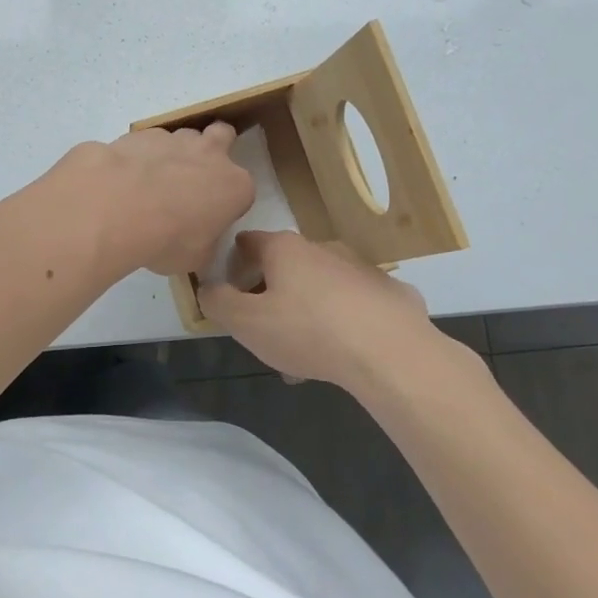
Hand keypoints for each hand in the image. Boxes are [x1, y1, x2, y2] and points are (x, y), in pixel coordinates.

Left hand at [65, 124, 254, 277]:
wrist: (119, 207)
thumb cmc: (168, 239)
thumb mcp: (195, 258)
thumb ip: (204, 244)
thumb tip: (197, 241)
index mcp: (234, 186)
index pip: (241, 190)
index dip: (227, 202)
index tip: (210, 218)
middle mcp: (210, 154)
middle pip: (222, 135)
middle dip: (214, 148)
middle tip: (194, 174)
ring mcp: (174, 139)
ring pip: (182, 137)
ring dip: (174, 154)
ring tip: (152, 180)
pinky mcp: (140, 134)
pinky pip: (146, 143)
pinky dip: (141, 156)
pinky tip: (125, 177)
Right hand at [200, 231, 437, 390]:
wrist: (391, 352)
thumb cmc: (308, 331)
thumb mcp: (247, 323)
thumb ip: (219, 303)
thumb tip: (207, 287)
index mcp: (285, 249)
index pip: (249, 241)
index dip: (234, 262)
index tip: (230, 289)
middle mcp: (322, 248)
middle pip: (286, 265)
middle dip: (272, 293)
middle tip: (266, 330)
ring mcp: (361, 268)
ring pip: (322, 286)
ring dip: (308, 310)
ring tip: (305, 355)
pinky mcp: (391, 292)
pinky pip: (357, 304)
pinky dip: (346, 320)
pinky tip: (346, 352)